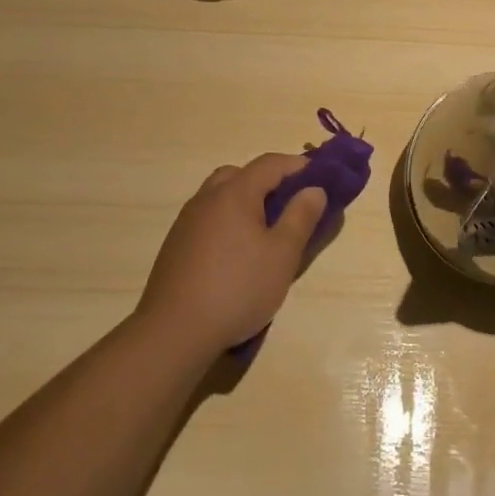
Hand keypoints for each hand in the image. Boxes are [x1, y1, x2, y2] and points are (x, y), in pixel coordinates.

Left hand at [135, 154, 328, 357]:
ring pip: (220, 195)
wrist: (174, 332)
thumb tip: (314, 189)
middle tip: (289, 204)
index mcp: (235, 193)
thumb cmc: (237, 289)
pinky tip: (235, 253)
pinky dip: (227, 221)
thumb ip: (301, 217)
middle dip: (268, 181)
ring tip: (264, 231)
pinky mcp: (175, 245)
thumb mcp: (282, 255)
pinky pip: (207, 218)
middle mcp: (207, 198)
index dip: (297, 165)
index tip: (320, 178)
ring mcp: (186, 221)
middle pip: (240, 174)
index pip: (270, 163)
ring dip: (245, 201)